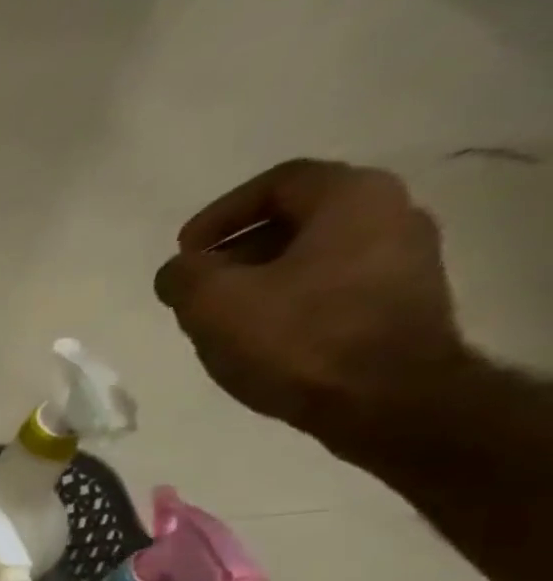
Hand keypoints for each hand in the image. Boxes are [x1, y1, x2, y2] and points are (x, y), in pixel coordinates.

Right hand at [154, 159, 470, 460]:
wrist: (383, 397)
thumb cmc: (296, 338)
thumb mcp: (214, 305)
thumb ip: (184, 277)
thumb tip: (177, 270)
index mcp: (351, 198)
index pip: (278, 183)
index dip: (220, 214)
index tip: (183, 251)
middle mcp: (391, 213)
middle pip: (299, 218)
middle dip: (238, 250)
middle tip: (197, 287)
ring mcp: (404, 260)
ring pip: (315, 255)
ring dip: (262, 279)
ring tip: (222, 318)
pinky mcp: (401, 303)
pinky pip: (332, 287)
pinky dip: (289, 301)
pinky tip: (261, 337)